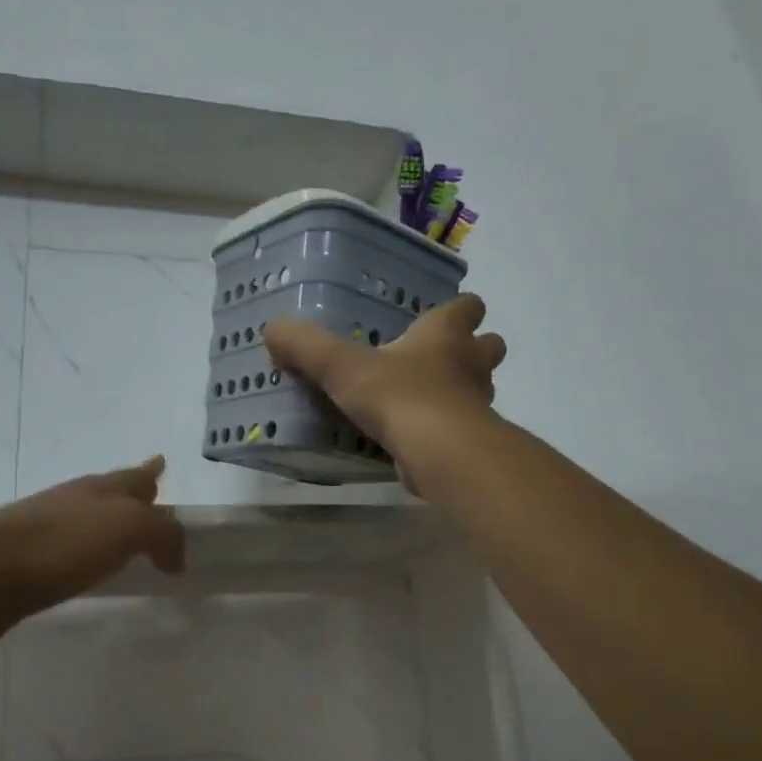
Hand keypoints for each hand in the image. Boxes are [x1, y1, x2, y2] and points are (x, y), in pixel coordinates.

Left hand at [0, 457, 185, 622]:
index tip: (162, 461)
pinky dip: (87, 552)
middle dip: (133, 493)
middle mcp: (75, 502)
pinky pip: (70, 550)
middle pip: (111, 492)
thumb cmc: (61, 543)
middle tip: (151, 497)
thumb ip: (162, 534)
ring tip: (126, 537)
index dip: (151, 470)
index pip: (135, 475)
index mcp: (101, 489)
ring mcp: (46, 529)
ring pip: (89, 519)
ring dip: (109, 523)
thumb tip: (175, 557)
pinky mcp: (27, 562)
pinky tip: (88, 566)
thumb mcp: (128, 528)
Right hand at [264, 295, 505, 476]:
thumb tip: (272, 329)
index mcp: (445, 335)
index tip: (442, 314)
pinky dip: (445, 429)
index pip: (468, 306)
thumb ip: (306, 346)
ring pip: (480, 389)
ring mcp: (476, 405)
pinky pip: (462, 428)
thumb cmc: (398, 396)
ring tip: (423, 399)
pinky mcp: (470, 442)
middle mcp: (470, 365)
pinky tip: (416, 437)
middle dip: (472, 350)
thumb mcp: (341, 366)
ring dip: (460, 391)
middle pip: (488, 347)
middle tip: (437, 359)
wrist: (440, 454)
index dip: (459, 308)